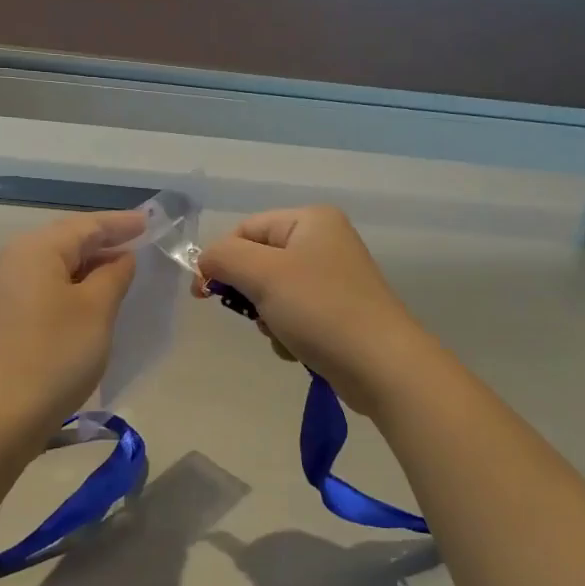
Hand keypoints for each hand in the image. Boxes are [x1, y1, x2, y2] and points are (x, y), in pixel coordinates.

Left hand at [0, 210, 145, 429]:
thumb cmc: (54, 355)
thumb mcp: (96, 311)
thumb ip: (113, 276)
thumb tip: (120, 258)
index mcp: (34, 250)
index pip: (84, 226)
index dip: (120, 224)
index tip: (149, 223)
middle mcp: (9, 262)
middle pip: (62, 242)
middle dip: (100, 243)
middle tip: (136, 245)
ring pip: (49, 268)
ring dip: (83, 268)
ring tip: (116, 274)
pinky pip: (38, 291)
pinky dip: (66, 289)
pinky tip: (84, 304)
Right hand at [197, 206, 432, 413]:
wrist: (381, 365)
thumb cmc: (320, 309)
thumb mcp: (263, 275)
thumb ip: (224, 258)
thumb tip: (205, 262)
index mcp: (310, 220)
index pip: (245, 229)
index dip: (221, 259)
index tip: (204, 295)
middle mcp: (324, 242)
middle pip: (259, 261)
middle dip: (250, 293)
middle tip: (255, 315)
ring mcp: (333, 278)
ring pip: (273, 292)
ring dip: (267, 317)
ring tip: (283, 333)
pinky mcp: (338, 311)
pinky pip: (294, 314)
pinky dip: (287, 331)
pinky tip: (298, 348)